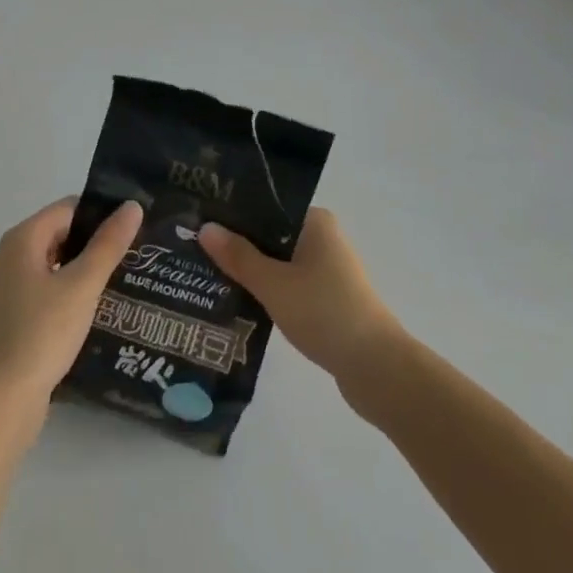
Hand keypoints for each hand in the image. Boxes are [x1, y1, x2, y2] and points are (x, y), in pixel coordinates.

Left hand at [0, 197, 142, 407]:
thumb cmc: (42, 333)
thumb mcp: (83, 285)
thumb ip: (108, 244)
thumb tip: (131, 205)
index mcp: (21, 240)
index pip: (67, 209)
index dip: (99, 215)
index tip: (130, 230)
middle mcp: (5, 260)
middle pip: (56, 237)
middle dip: (90, 245)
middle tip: (128, 258)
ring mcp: (0, 294)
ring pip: (48, 270)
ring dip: (77, 274)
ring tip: (114, 286)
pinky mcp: (3, 325)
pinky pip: (39, 297)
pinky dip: (61, 299)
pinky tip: (84, 318)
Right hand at [200, 209, 403, 390]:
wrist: (376, 366)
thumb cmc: (324, 312)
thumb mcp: (274, 283)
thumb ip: (239, 257)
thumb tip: (205, 227)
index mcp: (315, 221)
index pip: (267, 206)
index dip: (235, 214)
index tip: (200, 222)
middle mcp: (323, 238)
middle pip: (271, 235)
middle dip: (238, 245)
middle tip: (196, 251)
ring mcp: (328, 270)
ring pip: (279, 262)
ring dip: (252, 271)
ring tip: (209, 276)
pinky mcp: (328, 298)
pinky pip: (289, 284)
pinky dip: (268, 291)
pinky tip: (240, 302)